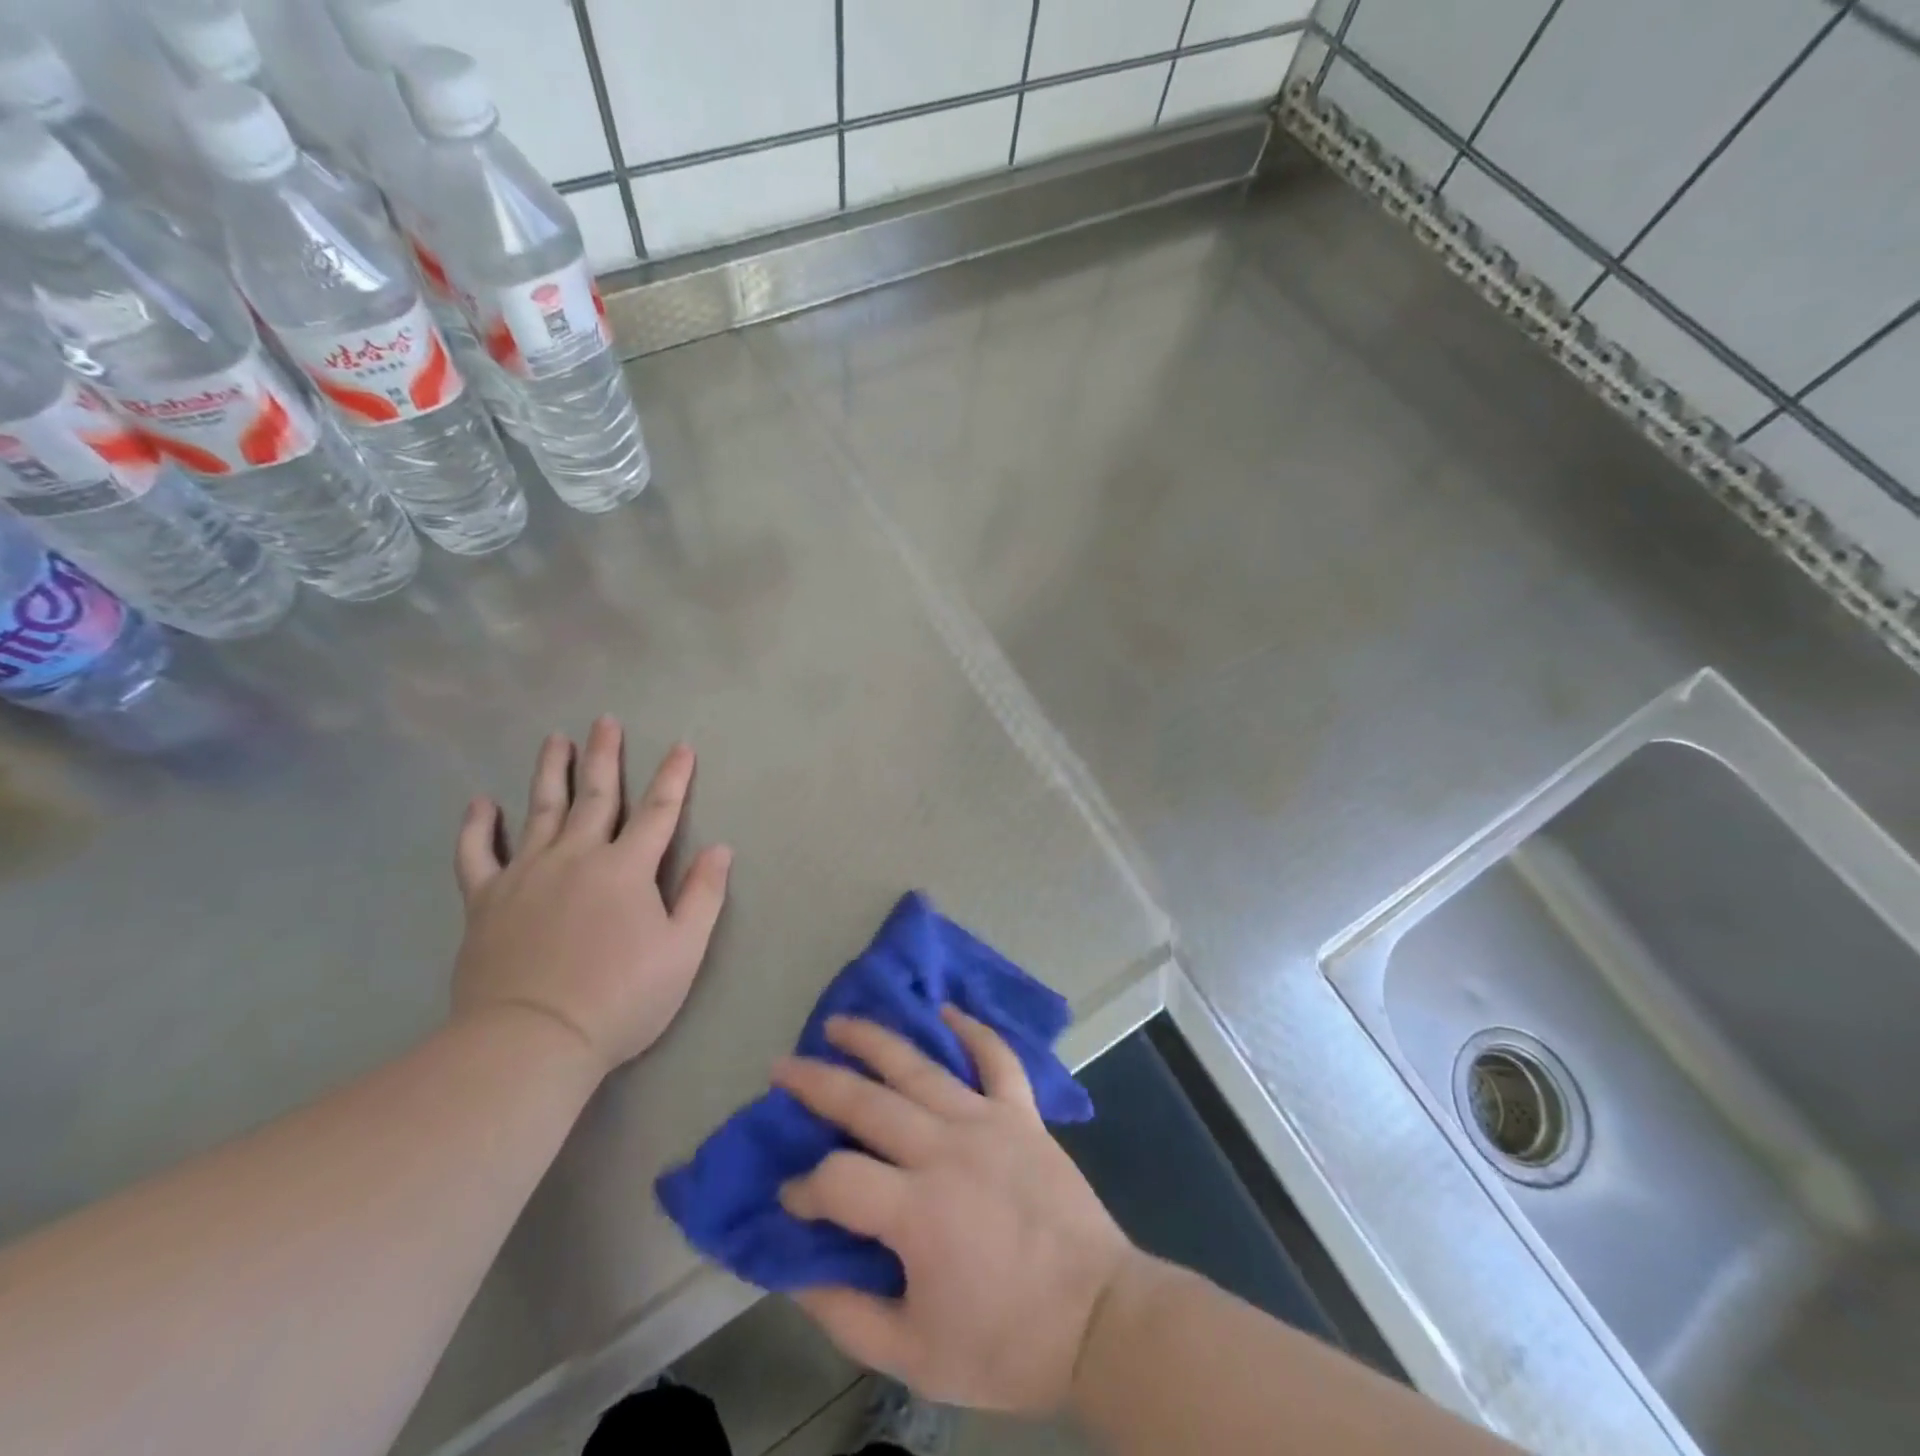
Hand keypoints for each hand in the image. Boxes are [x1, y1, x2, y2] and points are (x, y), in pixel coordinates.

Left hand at [452, 716, 731, 1076]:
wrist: (532, 1040)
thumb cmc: (620, 998)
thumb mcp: (683, 951)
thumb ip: (703, 895)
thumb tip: (720, 848)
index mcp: (627, 868)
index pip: (658, 811)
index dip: (673, 777)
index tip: (681, 746)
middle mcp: (576, 857)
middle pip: (595, 796)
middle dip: (604, 756)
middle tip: (605, 721)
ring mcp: (526, 874)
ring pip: (540, 810)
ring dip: (550, 771)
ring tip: (554, 739)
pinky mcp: (486, 900)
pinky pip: (477, 853)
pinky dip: (477, 826)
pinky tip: (480, 802)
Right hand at [774, 1010, 1135, 1414]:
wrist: (1098, 1319)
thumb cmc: (1006, 1343)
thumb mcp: (914, 1356)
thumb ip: (846, 1315)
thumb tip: (795, 1272)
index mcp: (916, 1210)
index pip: (836, 1180)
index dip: (803, 1189)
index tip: (789, 1199)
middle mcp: (946, 1149)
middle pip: (868, 1103)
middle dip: (817, 1083)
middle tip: (782, 1066)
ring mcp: (987, 1122)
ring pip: (921, 1067)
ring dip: (876, 1040)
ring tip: (840, 1023)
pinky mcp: (1023, 1114)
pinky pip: (997, 1059)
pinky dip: (973, 1031)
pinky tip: (946, 1011)